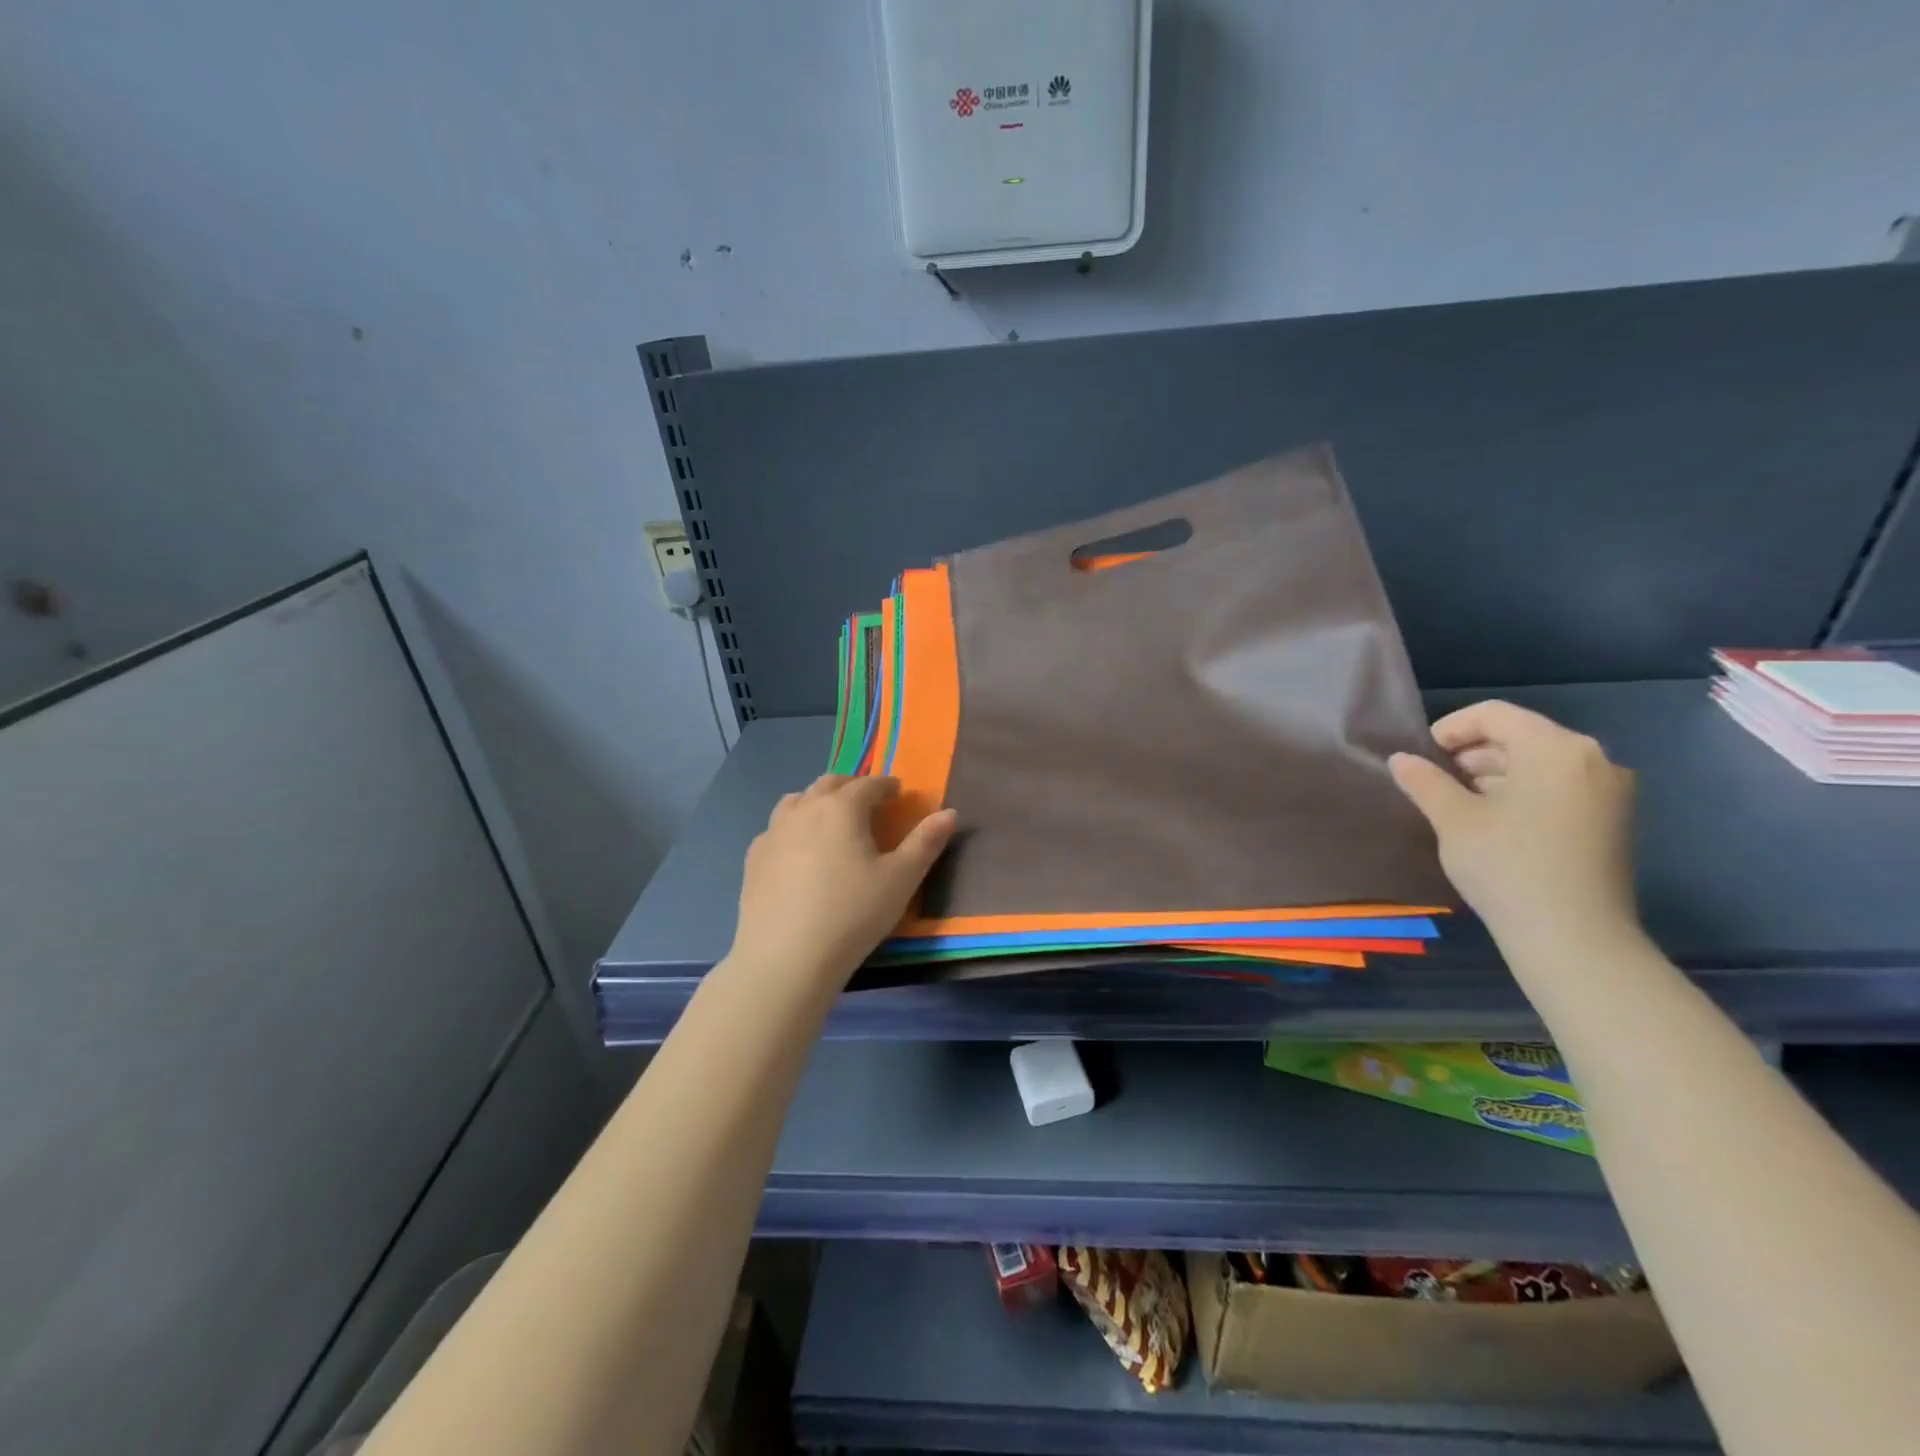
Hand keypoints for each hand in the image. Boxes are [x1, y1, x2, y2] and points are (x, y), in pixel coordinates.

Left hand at [728, 775, 957, 990]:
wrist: (786, 958)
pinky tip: (798, 852)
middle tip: (867, 802)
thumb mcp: (901, 879)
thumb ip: (926, 842)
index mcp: (842, 808)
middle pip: (829, 784)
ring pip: (797, 801)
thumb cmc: (853, 914)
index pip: (868, 784)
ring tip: (830, 820)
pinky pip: (776, 829)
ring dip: (817, 801)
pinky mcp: (754, 858)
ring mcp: (773, 832)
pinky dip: (793, 828)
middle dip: (852, 787)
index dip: (886, 785)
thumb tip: (950, 812)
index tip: (897, 792)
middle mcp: (804, 809)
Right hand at [1389, 701, 1639, 950]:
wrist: (1574, 939)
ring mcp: (1609, 792)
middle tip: (1436, 781)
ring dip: (1495, 774)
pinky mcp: (1612, 822)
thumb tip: (1401, 759)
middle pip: (1521, 736)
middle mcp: (1593, 760)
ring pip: (1540, 764)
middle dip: (1473, 752)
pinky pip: (1560, 788)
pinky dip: (1523, 793)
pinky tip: (1495, 823)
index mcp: (1556, 748)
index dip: (1452, 727)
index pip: (1495, 714)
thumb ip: (1425, 781)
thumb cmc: (1508, 866)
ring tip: (1459, 804)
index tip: (1422, 756)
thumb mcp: (1453, 820)